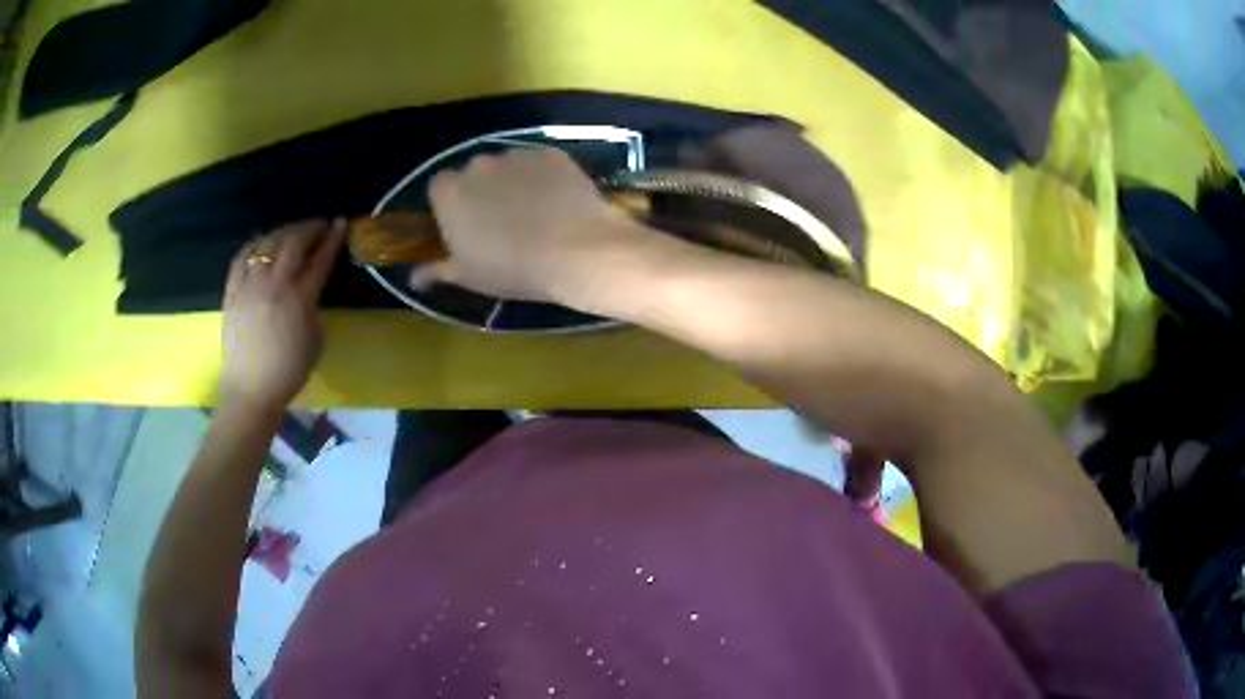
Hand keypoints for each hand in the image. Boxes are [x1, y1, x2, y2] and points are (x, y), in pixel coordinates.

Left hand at [220, 219, 345, 411]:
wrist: (250, 390)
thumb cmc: (288, 372)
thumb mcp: (315, 339)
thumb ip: (313, 307)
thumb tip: (309, 289)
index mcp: (299, 298)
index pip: (320, 259)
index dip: (332, 239)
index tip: (341, 223)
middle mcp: (274, 284)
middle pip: (293, 243)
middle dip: (310, 228)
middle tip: (320, 225)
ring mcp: (249, 285)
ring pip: (267, 243)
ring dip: (284, 232)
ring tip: (293, 232)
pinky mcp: (232, 291)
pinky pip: (242, 257)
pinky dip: (255, 245)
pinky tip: (262, 243)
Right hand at [412, 147, 654, 304]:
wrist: (576, 251)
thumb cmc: (512, 269)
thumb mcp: (469, 276)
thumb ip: (437, 270)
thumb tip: (414, 278)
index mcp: (449, 192)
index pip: (439, 188)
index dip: (452, 205)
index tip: (465, 225)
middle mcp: (477, 164)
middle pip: (473, 173)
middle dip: (483, 191)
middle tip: (501, 221)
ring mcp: (516, 154)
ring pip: (508, 166)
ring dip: (514, 182)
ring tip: (535, 212)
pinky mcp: (550, 153)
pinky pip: (539, 163)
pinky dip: (544, 177)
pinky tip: (558, 201)